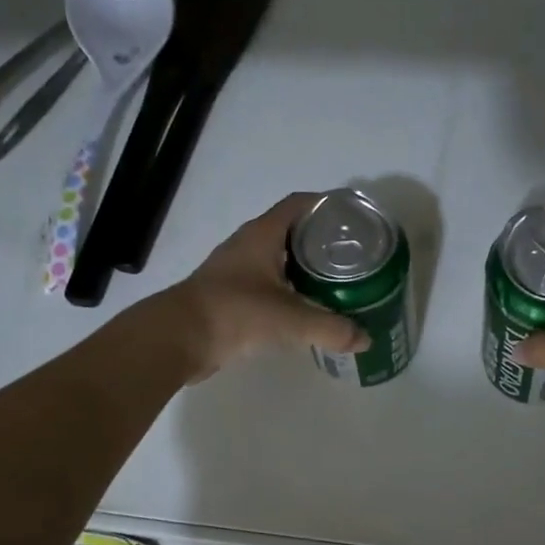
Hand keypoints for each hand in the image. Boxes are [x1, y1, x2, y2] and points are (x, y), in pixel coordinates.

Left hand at [165, 193, 369, 379]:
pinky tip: (306, 306)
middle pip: (292, 231)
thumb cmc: (235, 313)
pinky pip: (268, 282)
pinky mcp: (230, 294)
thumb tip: (366, 339)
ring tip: (337, 280)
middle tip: (353, 254)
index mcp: (262, 234)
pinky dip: (289, 288)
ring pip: (279, 258)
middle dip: (322, 239)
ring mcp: (236, 269)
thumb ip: (331, 328)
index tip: (353, 217)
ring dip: (305, 266)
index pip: (299, 205)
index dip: (326, 205)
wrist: (179, 338)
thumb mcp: (290, 320)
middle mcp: (248, 244)